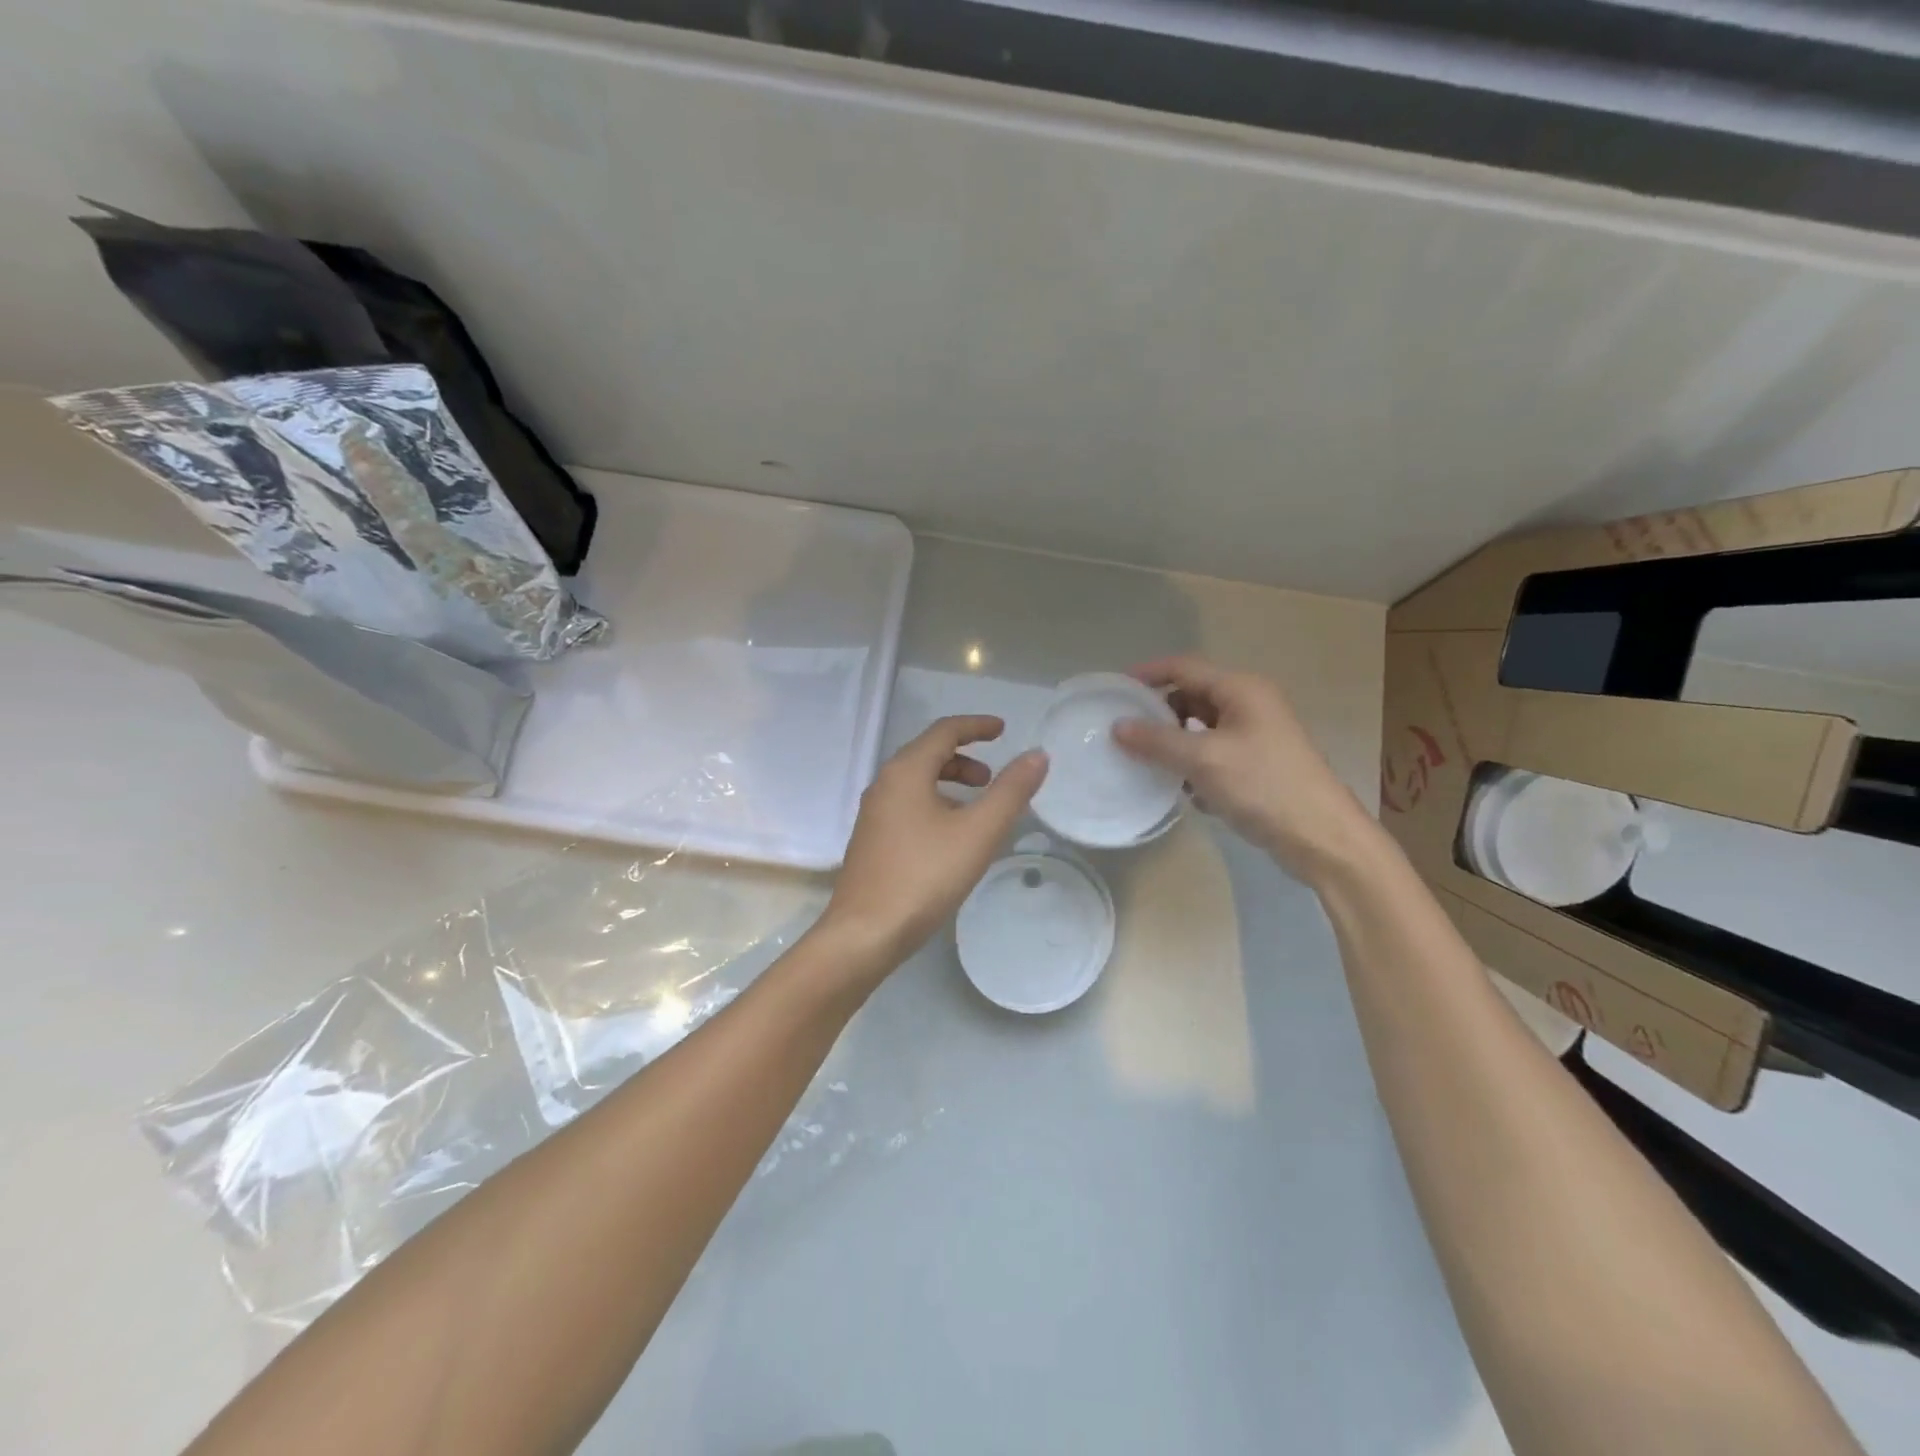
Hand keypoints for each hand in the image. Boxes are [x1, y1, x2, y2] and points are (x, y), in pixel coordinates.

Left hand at [818, 715, 1048, 972]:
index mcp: (906, 771)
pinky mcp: (871, 841)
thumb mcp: (978, 832)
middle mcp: (884, 784)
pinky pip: (907, 806)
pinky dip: (934, 804)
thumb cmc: (924, 876)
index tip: (1003, 730)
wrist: (865, 933)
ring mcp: (873, 814)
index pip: (944, 731)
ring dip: (949, 783)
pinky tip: (950, 838)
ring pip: (916, 782)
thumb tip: (1037, 755)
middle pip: (927, 754)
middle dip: (964, 758)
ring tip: (976, 809)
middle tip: (992, 778)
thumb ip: (1010, 791)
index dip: (976, 726)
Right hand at [1111, 656, 1375, 879]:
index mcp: (1241, 690)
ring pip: (1201, 729)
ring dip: (1175, 744)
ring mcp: (1256, 736)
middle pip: (1191, 696)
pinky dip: (1194, 767)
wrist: (1321, 837)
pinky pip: (1214, 754)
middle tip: (1125, 731)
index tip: (1114, 690)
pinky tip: (1184, 792)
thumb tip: (1118, 727)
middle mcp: (1249, 704)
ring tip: (1147, 762)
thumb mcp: (1203, 760)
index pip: (1184, 667)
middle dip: (1159, 713)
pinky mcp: (1257, 765)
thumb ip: (1157, 741)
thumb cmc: (1263, 786)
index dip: (1147, 674)